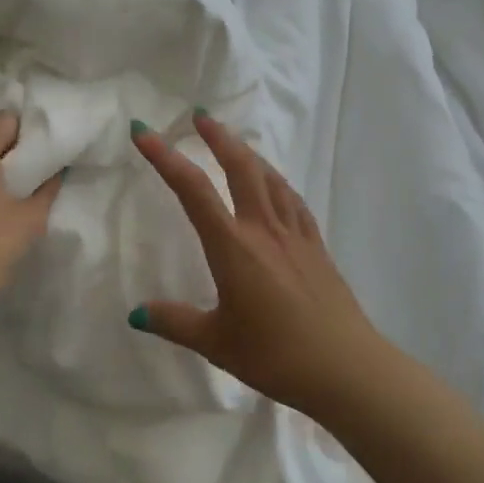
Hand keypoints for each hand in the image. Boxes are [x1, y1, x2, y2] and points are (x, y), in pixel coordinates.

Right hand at [129, 112, 380, 416]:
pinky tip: (275, 183)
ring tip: (233, 141)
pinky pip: (292, 199)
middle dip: (217, 137)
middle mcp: (263, 229)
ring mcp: (294, 233)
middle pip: (239, 167)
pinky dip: (276, 181)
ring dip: (247, 152)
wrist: (346, 368)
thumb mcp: (217, 343)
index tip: (144, 132)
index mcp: (232, 247)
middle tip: (200, 114)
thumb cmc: (276, 356)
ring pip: (268, 177)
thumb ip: (175, 322)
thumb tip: (136, 314)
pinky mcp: (316, 245)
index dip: (165, 157)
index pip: (192, 190)